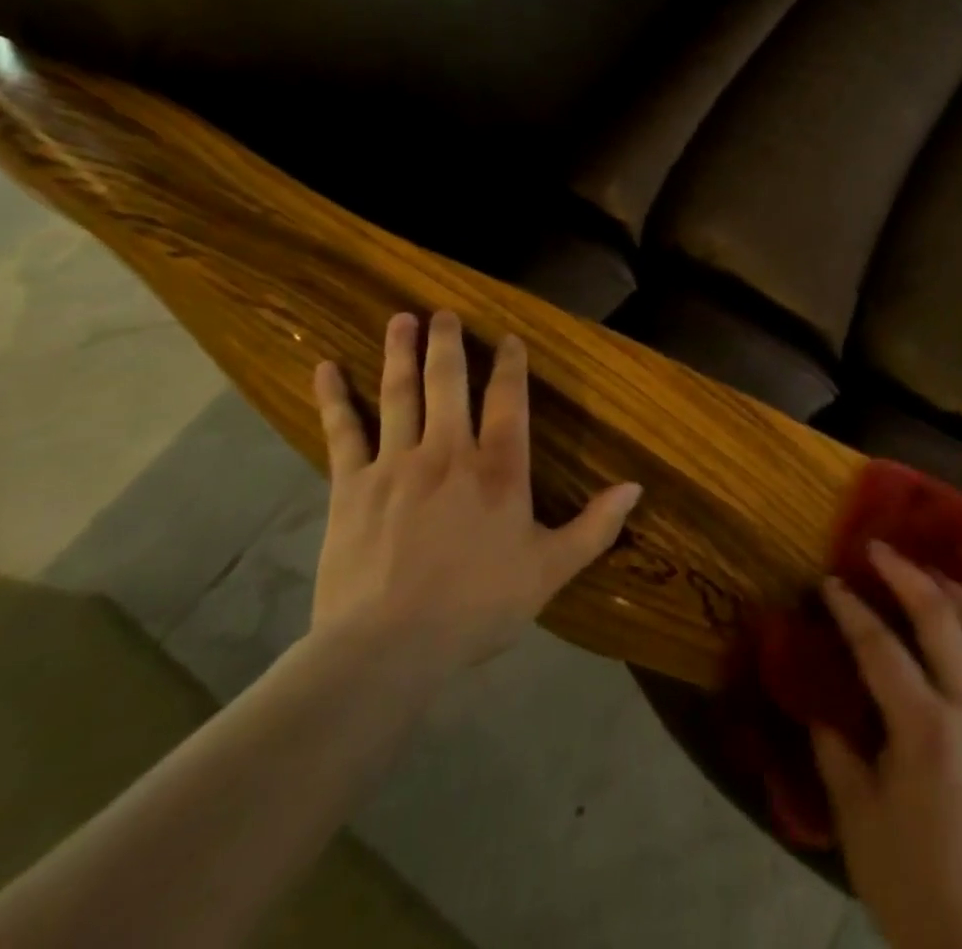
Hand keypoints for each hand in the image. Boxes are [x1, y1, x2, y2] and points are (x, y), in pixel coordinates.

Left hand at [310, 311, 641, 677]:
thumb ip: (596, 526)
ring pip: (399, 393)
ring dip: (401, 353)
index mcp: (499, 468)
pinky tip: (325, 368)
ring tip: (401, 319)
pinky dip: (334, 397)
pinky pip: (342, 431)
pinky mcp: (350, 486)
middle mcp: (448, 451)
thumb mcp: (551, 570)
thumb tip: (636, 487)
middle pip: (449, 382)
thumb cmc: (477, 606)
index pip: (509, 400)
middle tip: (443, 312)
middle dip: (448, 343)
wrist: (387, 648)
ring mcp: (395, 463)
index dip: (510, 365)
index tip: (508, 338)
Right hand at [814, 543, 961, 948]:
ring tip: (928, 570)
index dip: (852, 609)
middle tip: (879, 548)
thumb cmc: (906, 878)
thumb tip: (818, 700)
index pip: (882, 648)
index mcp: (925, 730)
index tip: (831, 581)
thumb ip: (836, 747)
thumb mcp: (856, 815)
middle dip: (906, 574)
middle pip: (942, 619)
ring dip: (955, 591)